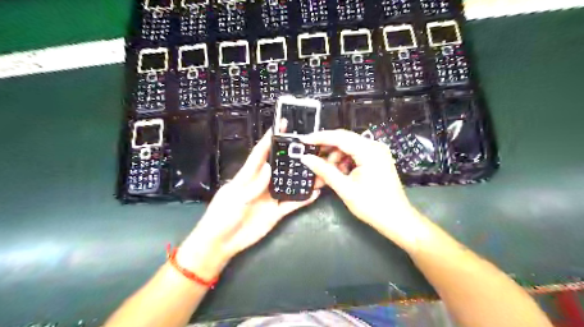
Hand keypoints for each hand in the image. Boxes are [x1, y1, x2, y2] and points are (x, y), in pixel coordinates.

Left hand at [176, 124, 318, 278]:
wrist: (221, 244)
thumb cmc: (221, 217)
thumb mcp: (234, 199)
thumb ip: (253, 185)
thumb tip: (269, 168)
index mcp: (247, 177)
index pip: (259, 154)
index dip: (269, 140)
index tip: (280, 126)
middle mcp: (261, 184)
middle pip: (278, 167)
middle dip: (290, 156)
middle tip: (306, 145)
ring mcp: (270, 198)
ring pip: (288, 185)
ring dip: (301, 178)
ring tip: (317, 169)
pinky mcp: (276, 212)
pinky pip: (292, 204)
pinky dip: (303, 199)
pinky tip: (314, 193)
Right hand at [300, 130, 427, 249]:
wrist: (396, 219)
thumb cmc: (372, 206)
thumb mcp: (345, 188)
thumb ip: (325, 171)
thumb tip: (306, 158)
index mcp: (369, 151)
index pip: (339, 137)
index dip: (319, 138)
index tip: (303, 141)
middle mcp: (374, 147)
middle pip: (344, 141)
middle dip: (326, 150)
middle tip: (310, 159)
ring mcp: (376, 153)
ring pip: (347, 149)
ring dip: (333, 159)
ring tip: (322, 175)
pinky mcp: (375, 160)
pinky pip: (354, 156)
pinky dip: (342, 164)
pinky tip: (335, 175)